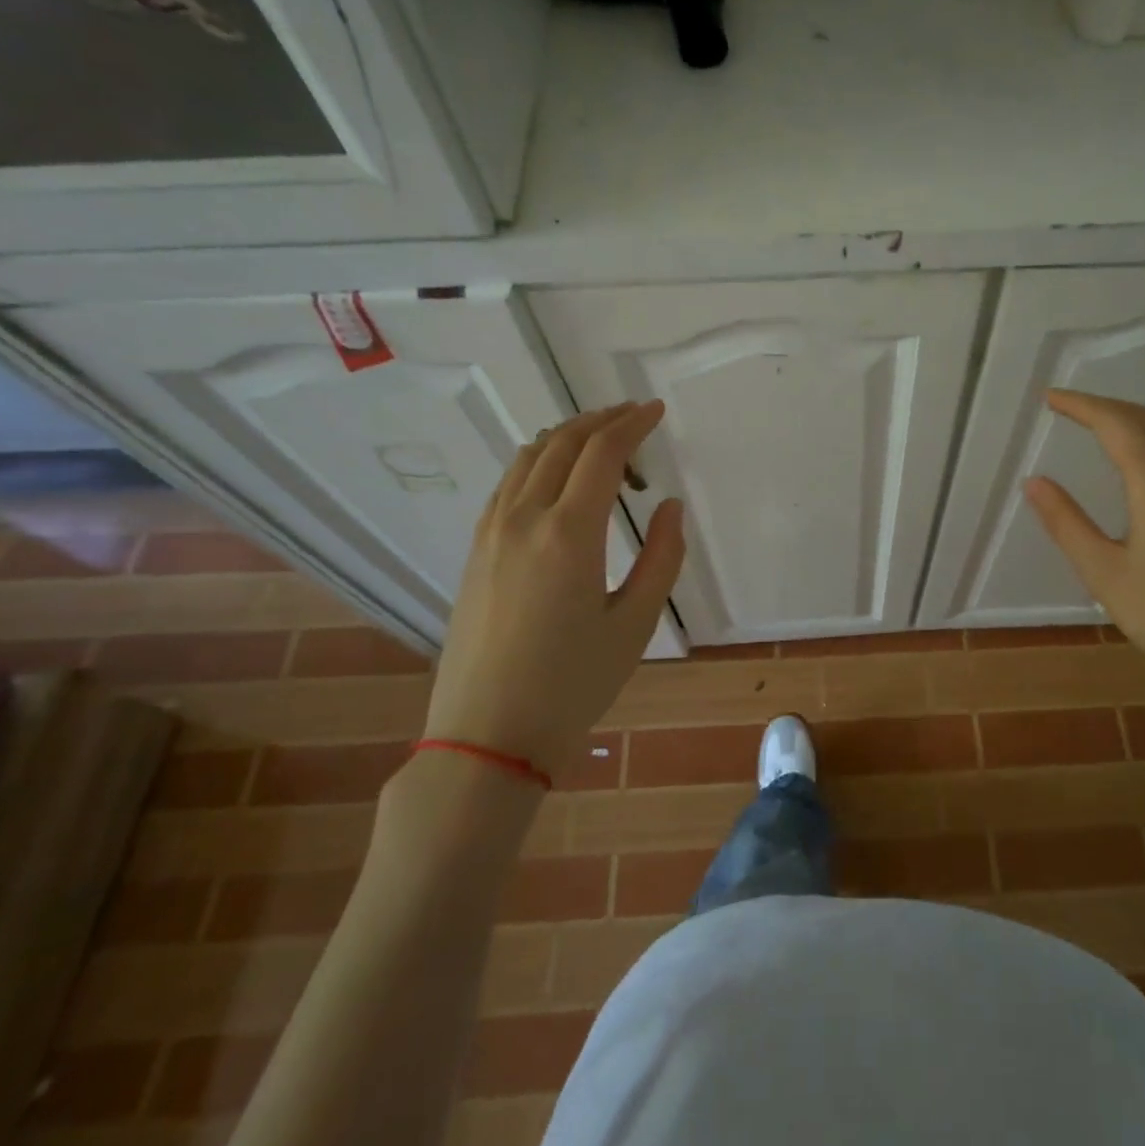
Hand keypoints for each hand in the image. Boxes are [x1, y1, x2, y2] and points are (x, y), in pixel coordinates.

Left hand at [424, 402, 684, 778]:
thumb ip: (662, 557)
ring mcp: (491, 533)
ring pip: (528, 458)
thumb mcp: (636, 624)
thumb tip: (668, 507)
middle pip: (562, 443)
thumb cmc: (573, 684)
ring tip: (601, 442)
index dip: (632, 424)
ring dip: (567, 437)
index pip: (602, 453)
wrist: (488, 734)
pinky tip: (556, 479)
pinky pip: (508, 484)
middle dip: (601, 420)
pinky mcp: (475, 551)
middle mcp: (523, 519)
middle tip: (634, 417)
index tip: (655, 411)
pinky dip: (538, 462)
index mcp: (569, 533)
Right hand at [1023, 390, 1144, 737]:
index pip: (1115, 424)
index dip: (1081, 405)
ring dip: (1132, 417)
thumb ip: (1066, 522)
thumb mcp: (1103, 572)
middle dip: (1104, 406)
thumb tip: (1033, 481)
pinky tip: (1142, 456)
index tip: (1049, 397)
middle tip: (1066, 406)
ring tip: (1098, 422)